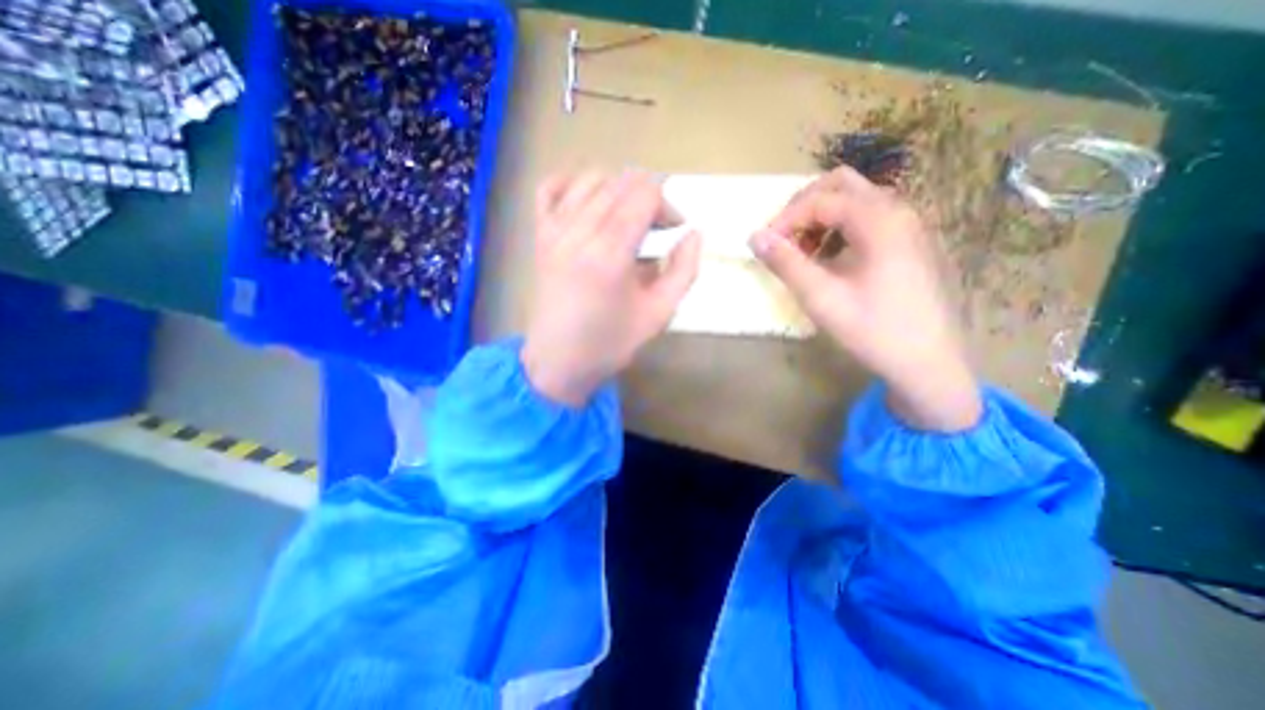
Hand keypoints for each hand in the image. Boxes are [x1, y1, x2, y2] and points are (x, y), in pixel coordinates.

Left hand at [521, 167, 701, 407]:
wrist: (559, 361)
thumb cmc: (611, 342)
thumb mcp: (659, 313)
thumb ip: (684, 271)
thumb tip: (695, 233)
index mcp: (611, 253)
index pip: (644, 194)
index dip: (667, 204)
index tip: (675, 228)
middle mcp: (579, 232)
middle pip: (621, 182)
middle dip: (648, 198)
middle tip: (657, 228)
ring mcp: (554, 230)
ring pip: (591, 179)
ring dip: (618, 190)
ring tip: (628, 219)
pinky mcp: (539, 235)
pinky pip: (550, 187)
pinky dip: (573, 183)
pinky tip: (589, 201)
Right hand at [742, 165, 982, 432]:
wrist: (927, 361)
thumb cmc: (872, 329)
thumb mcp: (821, 298)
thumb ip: (786, 264)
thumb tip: (754, 237)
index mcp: (879, 220)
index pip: (820, 200)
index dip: (785, 219)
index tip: (764, 246)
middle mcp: (897, 210)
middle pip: (840, 184)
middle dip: (803, 206)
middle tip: (783, 239)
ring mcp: (906, 224)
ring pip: (854, 199)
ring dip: (820, 216)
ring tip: (803, 252)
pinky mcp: (906, 241)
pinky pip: (866, 217)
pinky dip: (838, 228)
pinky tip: (828, 259)